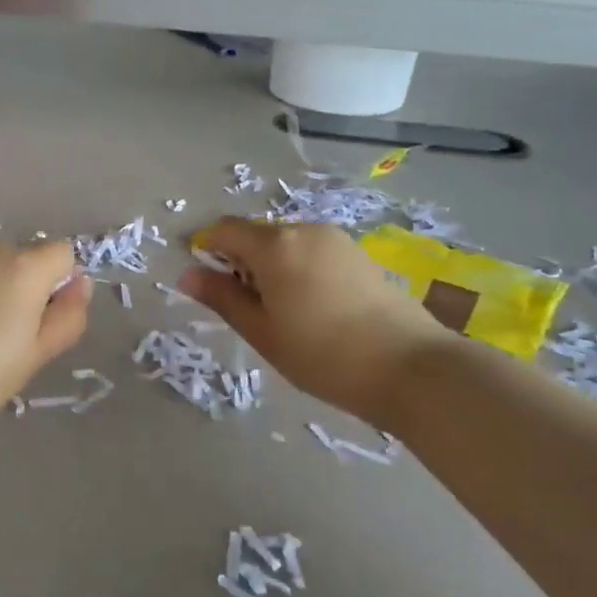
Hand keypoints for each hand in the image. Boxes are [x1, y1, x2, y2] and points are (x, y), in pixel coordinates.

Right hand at [178, 218, 451, 422]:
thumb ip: (222, 298)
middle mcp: (304, 230)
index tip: (206, 284)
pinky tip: (312, 308)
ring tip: (283, 314)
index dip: (207, 250)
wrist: (409, 367)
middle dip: (241, 263)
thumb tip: (186, 274)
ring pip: (286, 245)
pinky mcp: (358, 254)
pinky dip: (298, 270)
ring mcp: (336, 240)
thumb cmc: (322, 354)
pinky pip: (312, 252)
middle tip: (248, 311)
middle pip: (256, 236)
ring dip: (271, 268)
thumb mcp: (262, 331)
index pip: (224, 230)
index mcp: (274, 245)